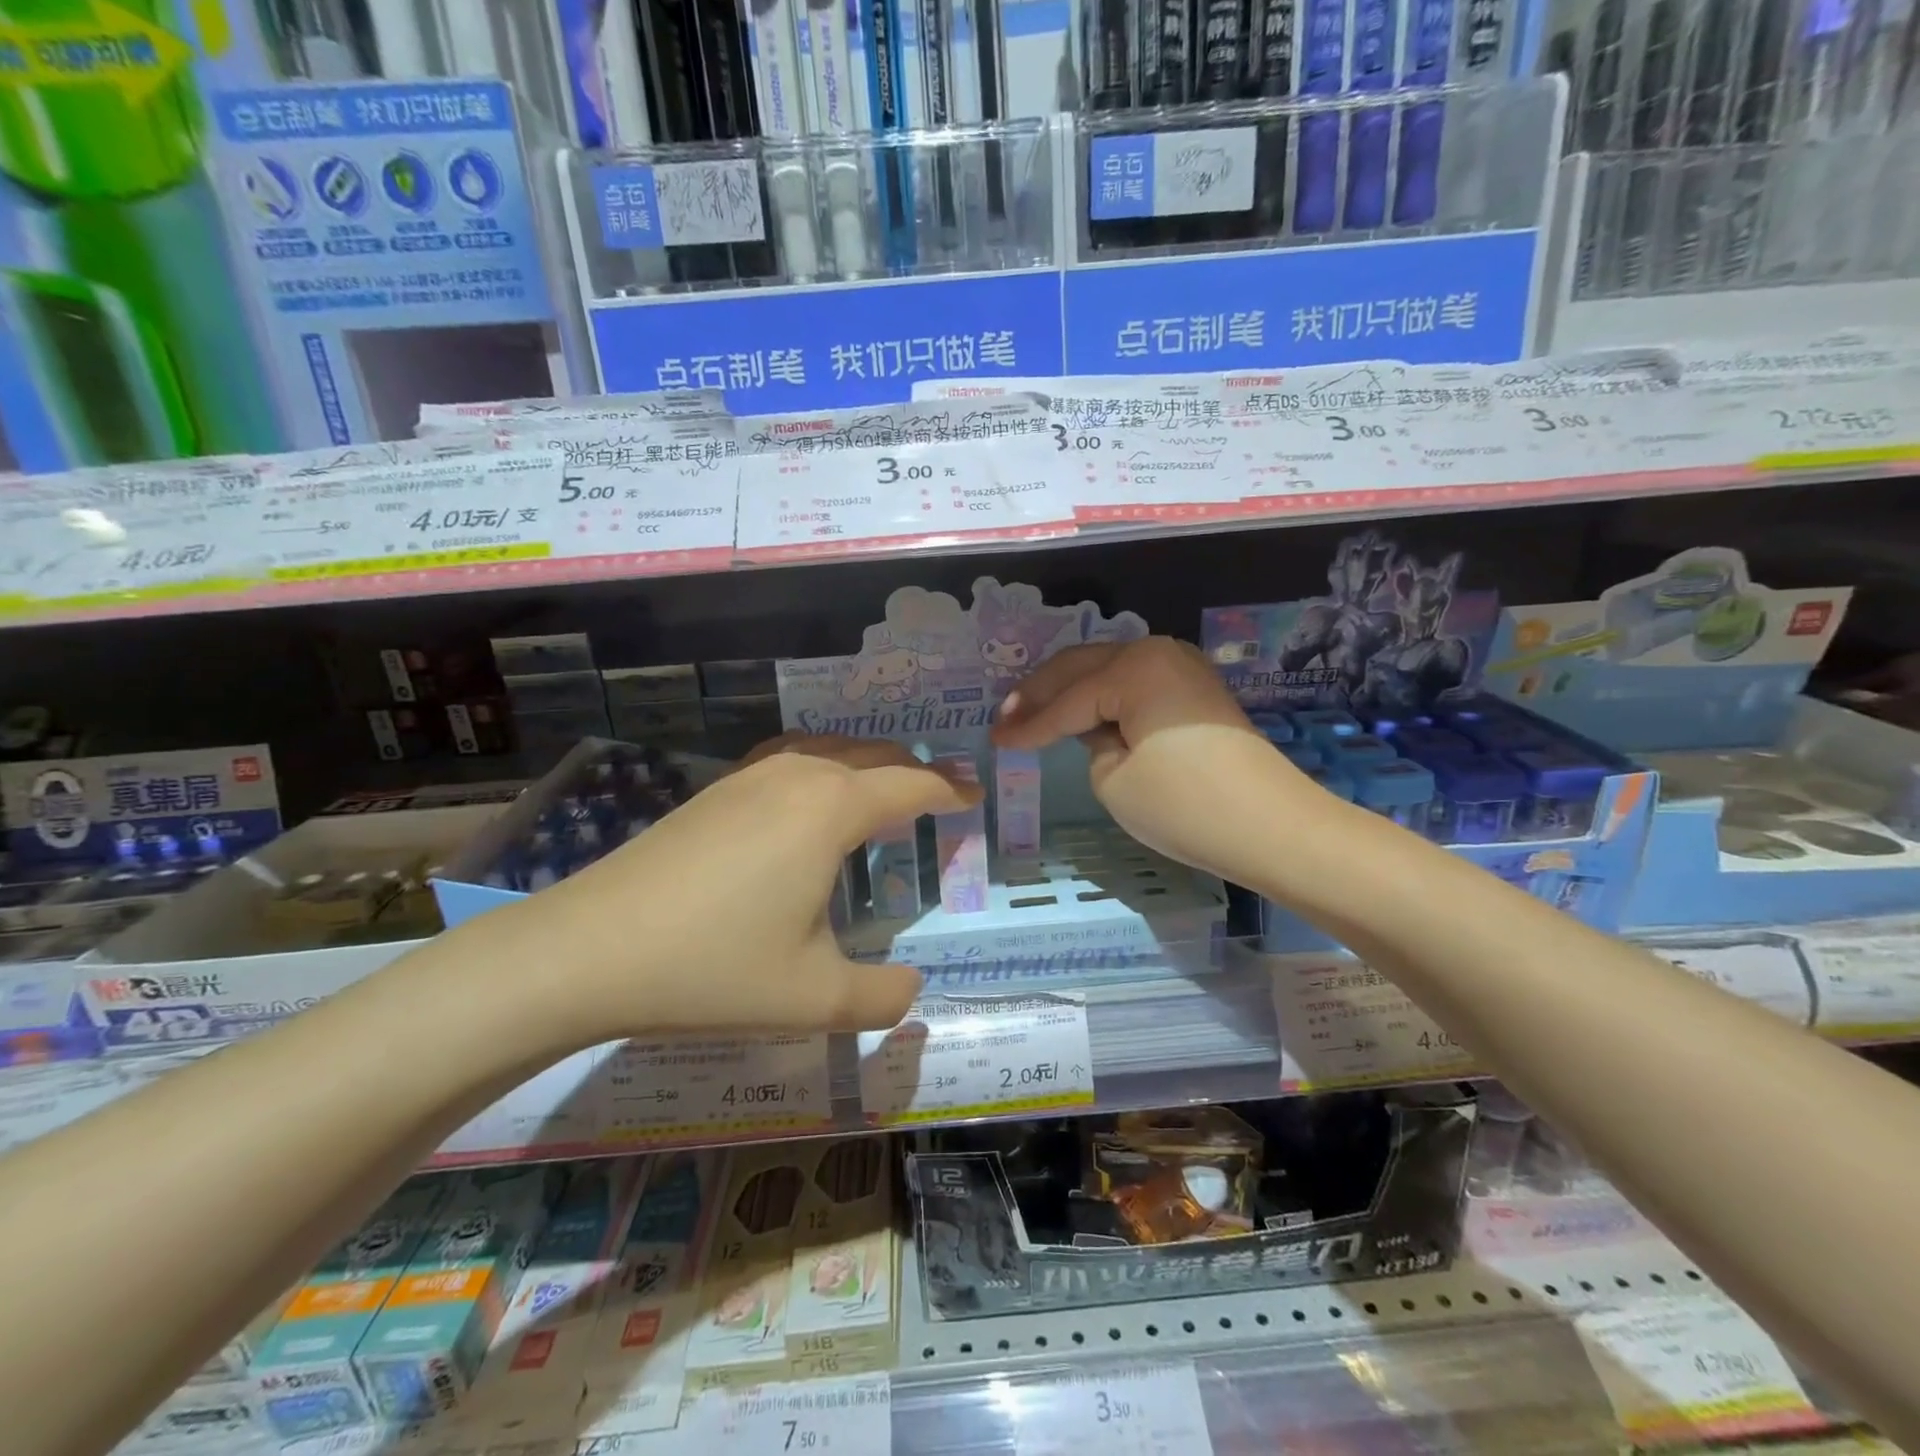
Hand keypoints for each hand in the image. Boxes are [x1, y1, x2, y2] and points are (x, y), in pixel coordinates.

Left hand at [471, 736, 978, 1043]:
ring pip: (831, 750)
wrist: (587, 950)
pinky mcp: (716, 789)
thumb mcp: (815, 999)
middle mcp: (798, 774)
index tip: (977, 796)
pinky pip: (792, 760)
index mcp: (832, 808)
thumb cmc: (713, 968)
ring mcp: (751, 776)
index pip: (913, 783)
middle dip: (916, 770)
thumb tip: (914, 989)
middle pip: (876, 755)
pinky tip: (811, 802)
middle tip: (942, 798)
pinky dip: (825, 768)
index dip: (952, 789)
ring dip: (869, 764)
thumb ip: (883, 998)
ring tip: (886, 795)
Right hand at [992, 637, 1316, 881]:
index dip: (1027, 724)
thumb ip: (1089, 740)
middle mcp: (1158, 652)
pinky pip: (1133, 682)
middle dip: (1040, 693)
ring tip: (1031, 711)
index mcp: (1134, 668)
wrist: (1274, 828)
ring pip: (1106, 669)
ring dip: (1069, 689)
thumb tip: (1094, 726)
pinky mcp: (1195, 690)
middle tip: (1004, 717)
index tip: (993, 739)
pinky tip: (1080, 709)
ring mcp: (1182, 667)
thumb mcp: (1113, 778)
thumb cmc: (1186, 806)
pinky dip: (1101, 695)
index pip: (1067, 701)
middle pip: (1082, 667)